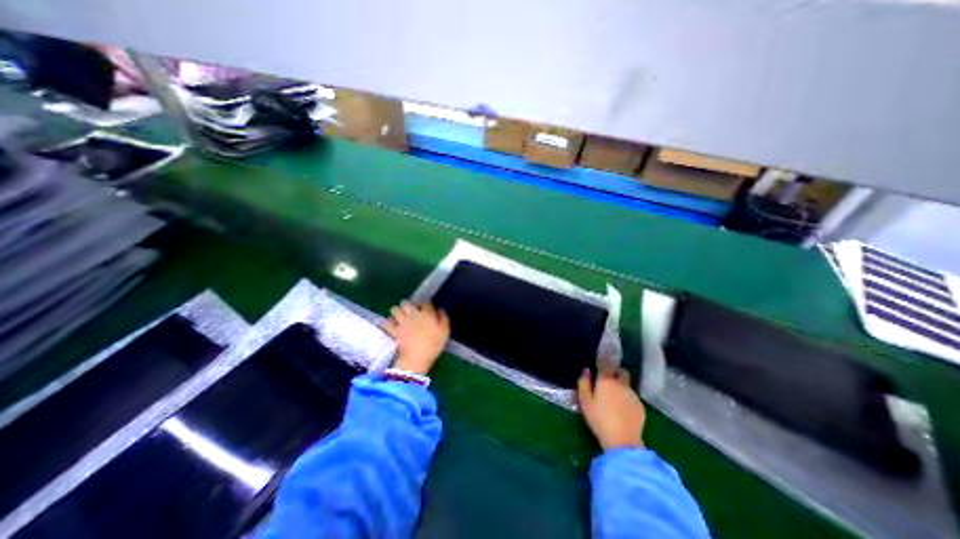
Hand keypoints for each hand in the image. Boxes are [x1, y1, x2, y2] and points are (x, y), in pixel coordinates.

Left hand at [384, 303, 449, 374]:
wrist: (418, 357)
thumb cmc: (434, 344)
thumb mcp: (445, 331)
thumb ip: (443, 318)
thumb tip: (440, 309)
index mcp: (427, 313)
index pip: (425, 303)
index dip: (425, 305)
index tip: (425, 309)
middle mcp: (413, 314)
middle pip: (407, 303)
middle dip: (407, 305)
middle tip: (409, 310)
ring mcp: (402, 322)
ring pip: (395, 309)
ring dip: (396, 311)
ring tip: (398, 315)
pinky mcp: (394, 330)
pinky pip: (387, 322)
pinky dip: (388, 321)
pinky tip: (390, 324)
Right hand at [578, 362, 642, 449]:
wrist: (622, 441)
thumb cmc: (598, 419)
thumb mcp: (585, 401)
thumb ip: (584, 383)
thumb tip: (586, 370)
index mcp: (605, 380)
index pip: (605, 363)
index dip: (604, 357)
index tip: (603, 352)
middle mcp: (621, 384)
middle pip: (621, 371)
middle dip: (616, 372)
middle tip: (608, 380)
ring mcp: (632, 395)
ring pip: (627, 384)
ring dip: (622, 386)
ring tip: (615, 398)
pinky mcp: (641, 406)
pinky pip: (633, 397)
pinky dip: (627, 399)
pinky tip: (623, 409)